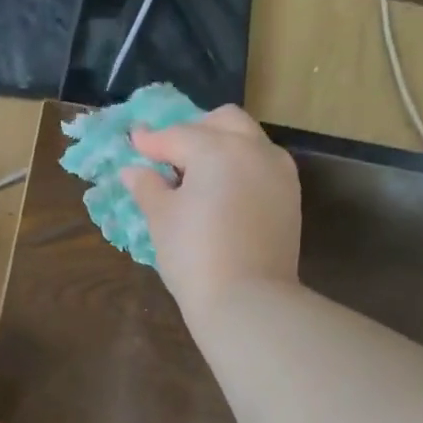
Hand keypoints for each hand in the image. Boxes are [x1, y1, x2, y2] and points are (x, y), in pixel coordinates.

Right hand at [121, 105, 301, 317]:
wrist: (246, 300)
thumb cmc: (194, 256)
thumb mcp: (161, 220)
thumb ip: (148, 188)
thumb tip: (133, 171)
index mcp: (217, 149)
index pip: (178, 135)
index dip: (151, 141)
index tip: (134, 141)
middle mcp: (254, 149)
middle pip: (222, 122)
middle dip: (194, 131)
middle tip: (171, 155)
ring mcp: (278, 172)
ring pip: (248, 141)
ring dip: (222, 146)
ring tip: (198, 175)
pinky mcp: (290, 197)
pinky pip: (262, 167)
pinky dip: (241, 168)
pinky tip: (224, 193)